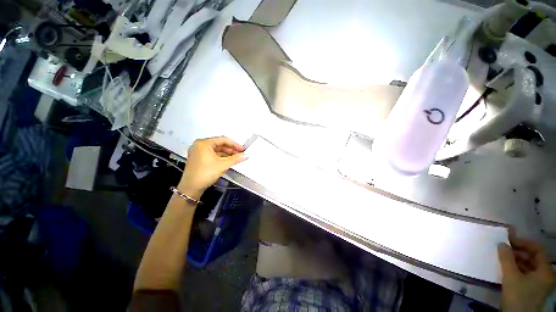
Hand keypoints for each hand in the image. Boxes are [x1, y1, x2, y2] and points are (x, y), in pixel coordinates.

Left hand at [178, 137, 246, 199]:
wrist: (191, 188)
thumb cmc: (206, 173)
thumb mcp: (222, 165)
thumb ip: (236, 159)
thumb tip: (247, 155)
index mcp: (204, 143)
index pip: (223, 140)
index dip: (234, 144)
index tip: (243, 149)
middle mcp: (199, 145)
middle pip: (219, 144)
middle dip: (231, 149)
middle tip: (240, 154)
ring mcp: (198, 152)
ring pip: (216, 150)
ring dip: (226, 153)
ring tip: (236, 158)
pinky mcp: (198, 158)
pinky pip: (212, 154)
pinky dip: (220, 157)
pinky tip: (228, 160)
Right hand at [498, 229, 554, 311]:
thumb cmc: (518, 295)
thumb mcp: (511, 277)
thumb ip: (506, 258)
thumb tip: (501, 243)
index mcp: (546, 270)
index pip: (537, 249)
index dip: (524, 243)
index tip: (508, 240)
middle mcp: (545, 274)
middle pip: (533, 258)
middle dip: (518, 252)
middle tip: (503, 248)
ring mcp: (539, 283)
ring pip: (528, 266)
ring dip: (516, 260)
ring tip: (502, 258)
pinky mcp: (531, 289)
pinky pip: (525, 274)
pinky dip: (516, 269)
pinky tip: (506, 269)